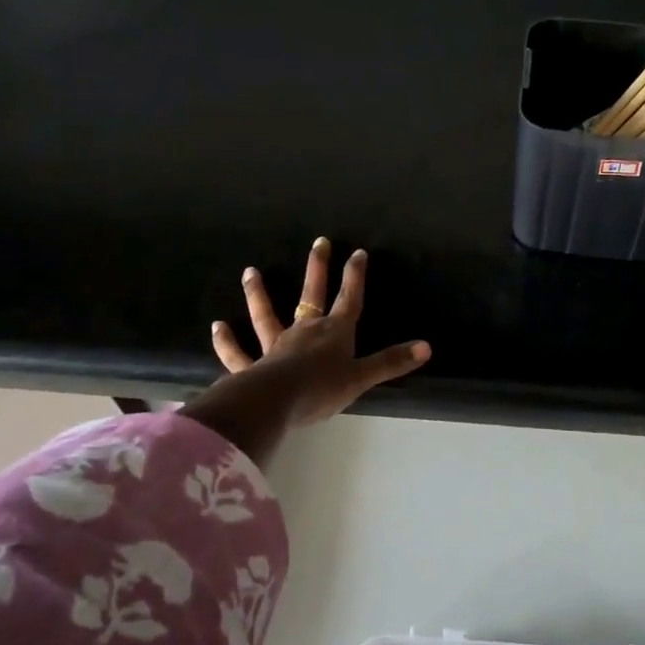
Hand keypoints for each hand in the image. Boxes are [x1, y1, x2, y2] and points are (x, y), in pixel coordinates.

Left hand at [209, 237, 430, 427]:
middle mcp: (305, 331)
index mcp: (334, 333)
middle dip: (318, 268)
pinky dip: (226, 341)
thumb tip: (427, 347)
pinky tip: (217, 326)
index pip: (349, 299)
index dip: (355, 276)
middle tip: (319, 242)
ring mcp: (275, 346)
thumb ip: (391, 362)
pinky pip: (237, 353)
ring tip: (250, 271)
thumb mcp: (362, 377)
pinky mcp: (252, 367)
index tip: (358, 252)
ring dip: (258, 294)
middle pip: (311, 295)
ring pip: (266, 315)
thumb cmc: (322, 389)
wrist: (277, 402)